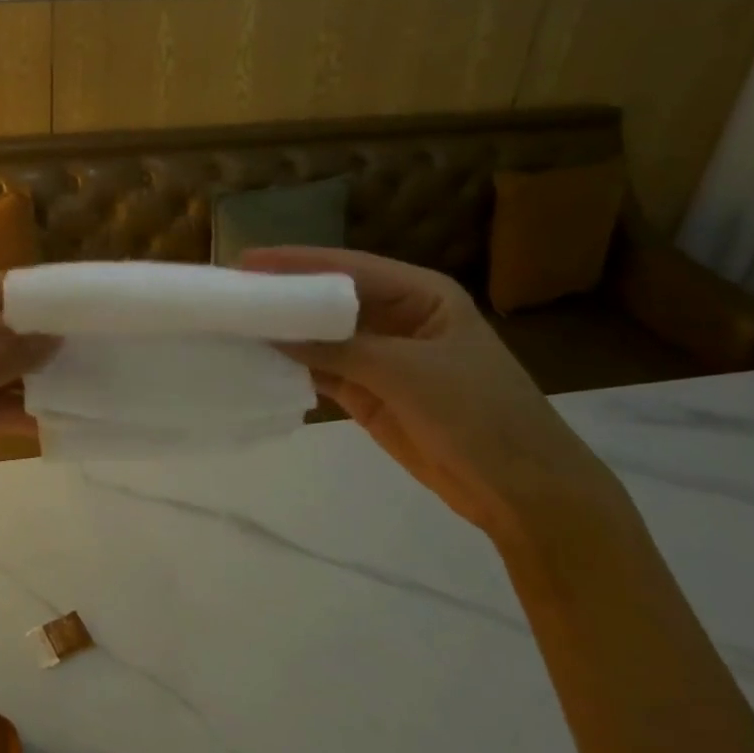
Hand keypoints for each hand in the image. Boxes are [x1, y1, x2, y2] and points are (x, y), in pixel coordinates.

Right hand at [239, 246, 623, 546]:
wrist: (523, 492)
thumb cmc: (479, 414)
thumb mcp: (408, 372)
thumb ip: (339, 349)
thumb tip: (271, 332)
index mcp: (421, 294)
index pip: (348, 268)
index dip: (297, 263)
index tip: (245, 260)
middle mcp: (397, 318)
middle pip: (330, 300)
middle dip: (284, 296)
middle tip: (230, 292)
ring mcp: (382, 357)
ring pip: (322, 336)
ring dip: (284, 332)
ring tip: (233, 324)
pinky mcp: (369, 393)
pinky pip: (322, 370)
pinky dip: (293, 366)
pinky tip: (259, 360)